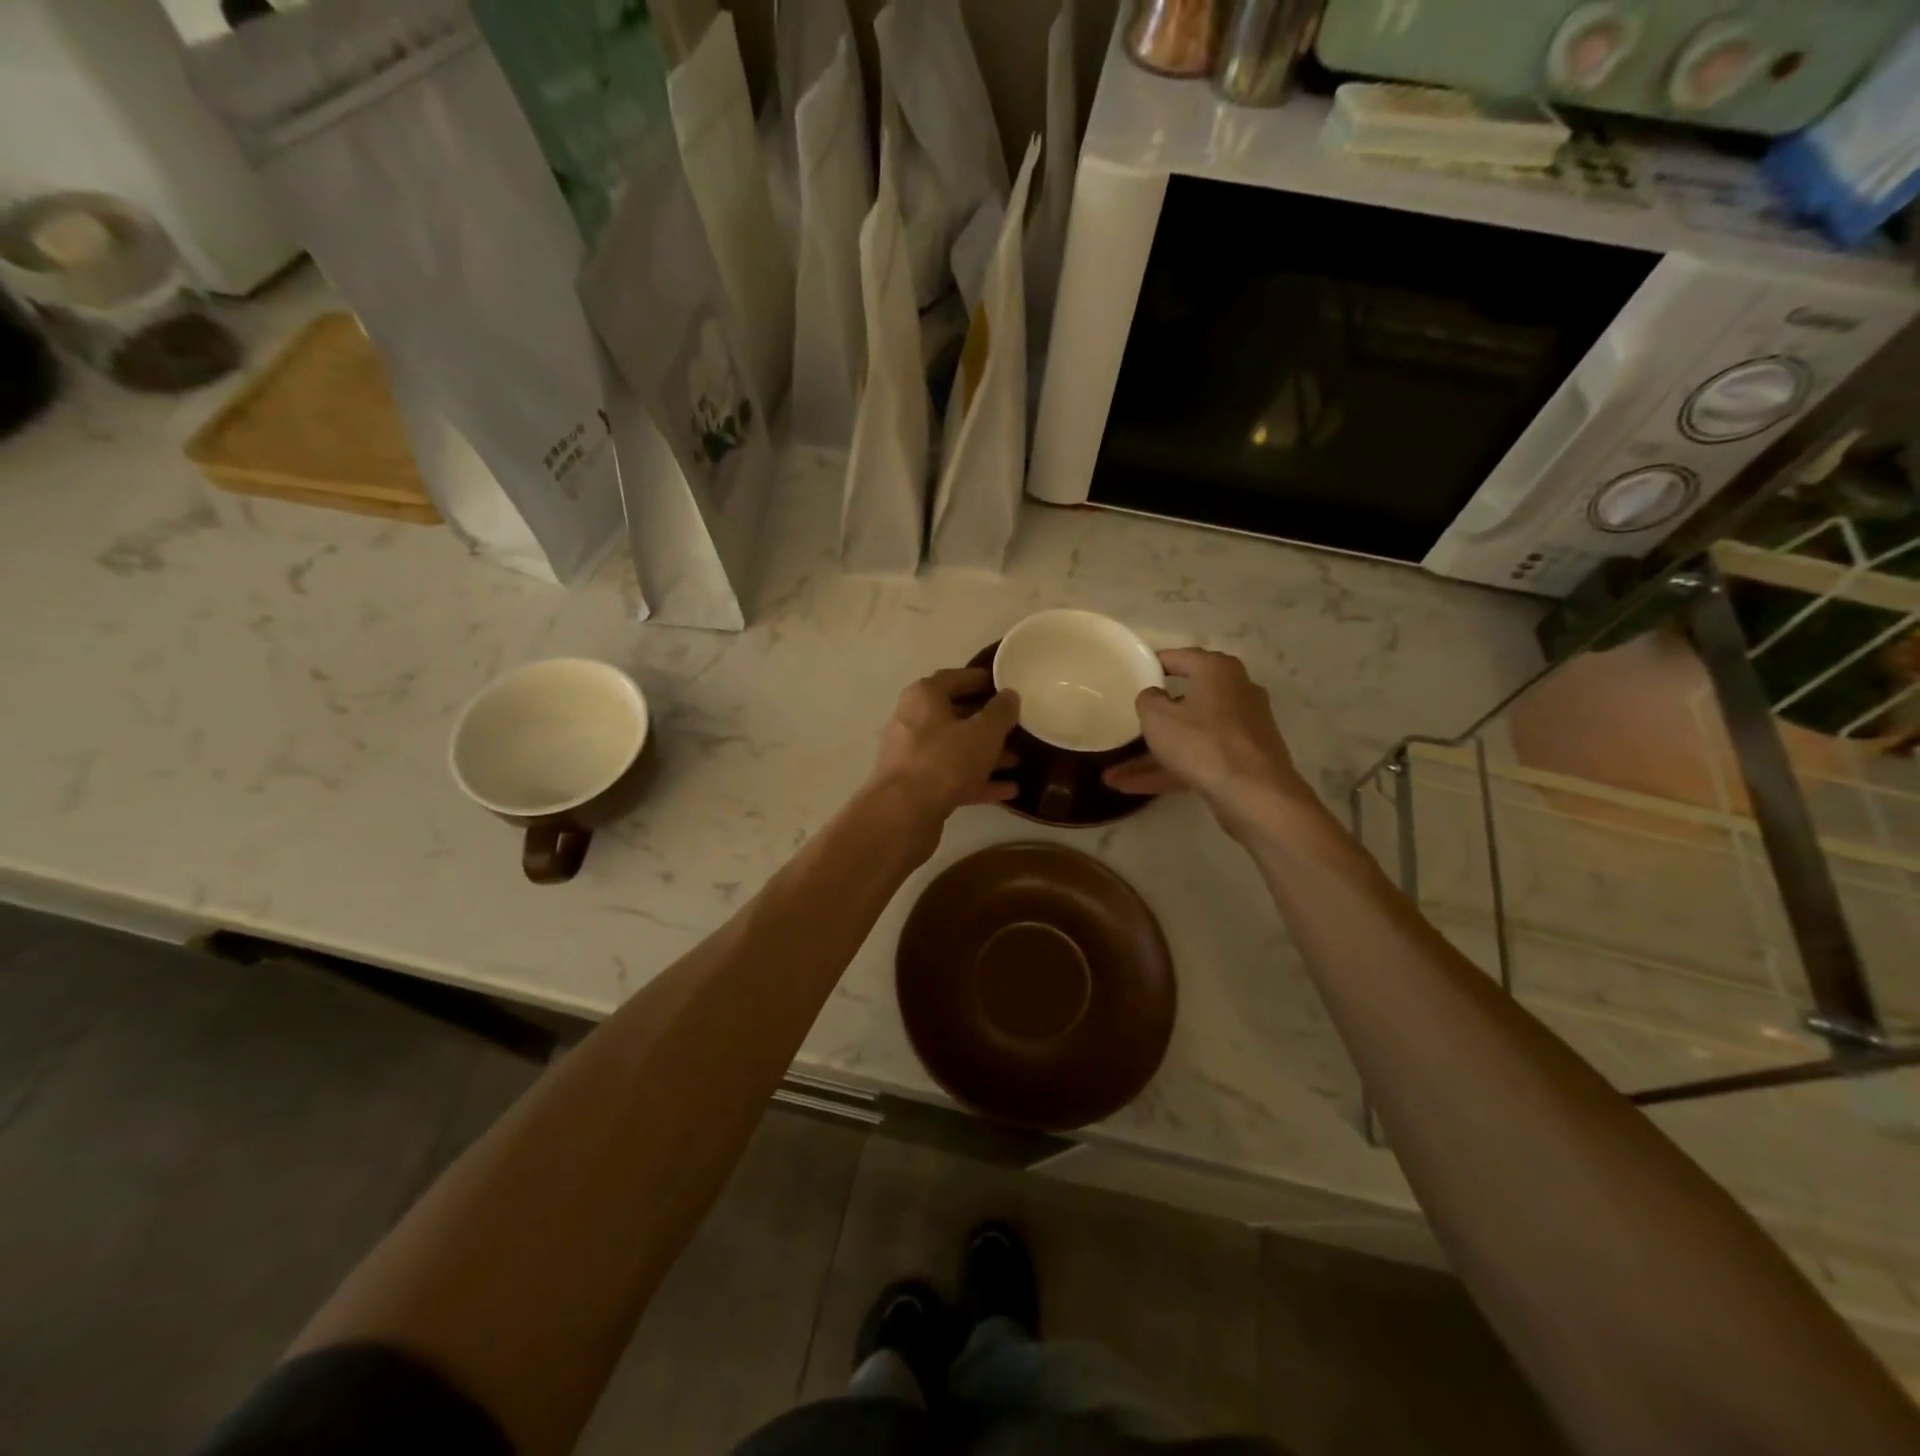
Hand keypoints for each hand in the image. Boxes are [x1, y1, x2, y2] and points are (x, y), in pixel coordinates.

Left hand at [869, 668, 1020, 821]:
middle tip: (1017, 726)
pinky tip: (1009, 790)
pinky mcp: (917, 787)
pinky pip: (952, 777)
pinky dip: (978, 781)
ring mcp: (913, 756)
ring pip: (955, 749)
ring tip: (1018, 760)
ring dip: (986, 755)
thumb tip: (1010, 695)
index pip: (955, 678)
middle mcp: (913, 721)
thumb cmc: (945, 760)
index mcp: (924, 696)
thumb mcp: (984, 732)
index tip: (1006, 687)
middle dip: (987, 723)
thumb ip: (1001, 711)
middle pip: (955, 715)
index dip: (982, 680)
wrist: (903, 813)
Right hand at [1102, 648, 1310, 831]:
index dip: (1151, 665)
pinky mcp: (1243, 759)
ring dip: (1153, 754)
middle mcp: (1235, 691)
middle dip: (1153, 718)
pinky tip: (1132, 787)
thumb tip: (1154, 696)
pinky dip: (1170, 769)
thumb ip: (1147, 700)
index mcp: (1217, 670)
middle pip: (1186, 699)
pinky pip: (1199, 757)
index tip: (1131, 676)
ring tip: (1114, 773)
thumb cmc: (1201, 742)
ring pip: (1189, 735)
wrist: (1254, 794)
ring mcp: (1242, 728)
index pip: (1178, 658)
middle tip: (1127, 721)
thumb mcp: (1157, 717)